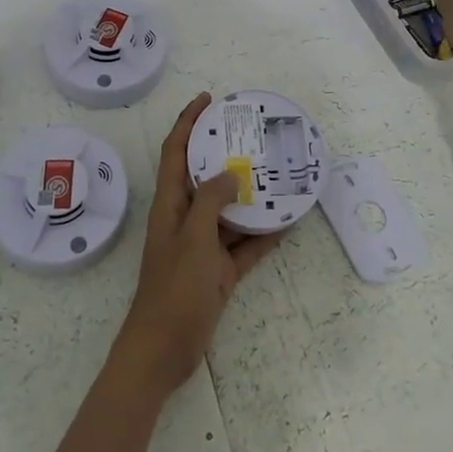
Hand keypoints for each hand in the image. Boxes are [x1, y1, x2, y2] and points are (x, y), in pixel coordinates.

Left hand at [110, 93, 283, 399]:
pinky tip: (288, 223)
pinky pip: (243, 245)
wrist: (163, 352)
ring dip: (250, 195)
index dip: (187, 122)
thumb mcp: (193, 240)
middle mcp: (185, 219)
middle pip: (204, 177)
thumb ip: (211, 202)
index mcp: (170, 205)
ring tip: (278, 173)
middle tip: (254, 135)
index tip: (207, 100)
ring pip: (228, 211)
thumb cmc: (173, 290)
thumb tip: (231, 173)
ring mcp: (202, 246)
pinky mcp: (218, 272)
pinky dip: (263, 235)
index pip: (176, 152)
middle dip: (224, 154)